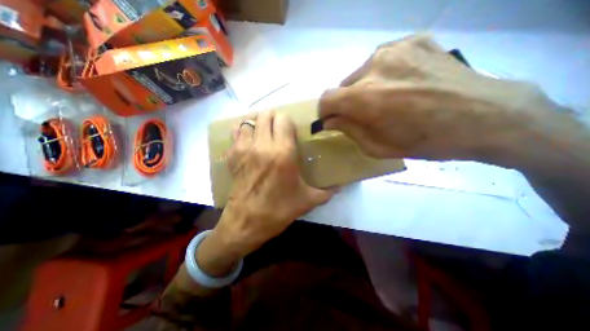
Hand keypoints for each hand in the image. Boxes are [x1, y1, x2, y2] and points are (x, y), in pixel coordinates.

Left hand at [195, 110, 332, 276]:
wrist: (247, 223)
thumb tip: (342, 187)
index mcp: (283, 153)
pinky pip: (235, 131)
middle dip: (274, 118)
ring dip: (258, 121)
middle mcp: (263, 145)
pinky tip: (250, 138)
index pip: (283, 120)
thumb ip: (327, 192)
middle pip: (266, 115)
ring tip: (264, 131)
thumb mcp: (307, 200)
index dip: (288, 120)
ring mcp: (244, 149)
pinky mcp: (232, 155)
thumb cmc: (279, 210)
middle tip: (279, 129)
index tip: (291, 129)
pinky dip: (243, 129)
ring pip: (249, 119)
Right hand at [318, 34, 553, 162]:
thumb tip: (330, 121)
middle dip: (347, 102)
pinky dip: (383, 74)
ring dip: (364, 88)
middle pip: (343, 86)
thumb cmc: (426, 141)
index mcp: (365, 98)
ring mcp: (395, 48)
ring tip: (387, 99)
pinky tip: (402, 84)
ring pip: (361, 73)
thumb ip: (349, 131)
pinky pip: (383, 60)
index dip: (325, 111)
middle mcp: (374, 66)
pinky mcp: (414, 40)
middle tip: (365, 114)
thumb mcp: (379, 147)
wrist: (486, 116)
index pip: (326, 99)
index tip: (332, 120)